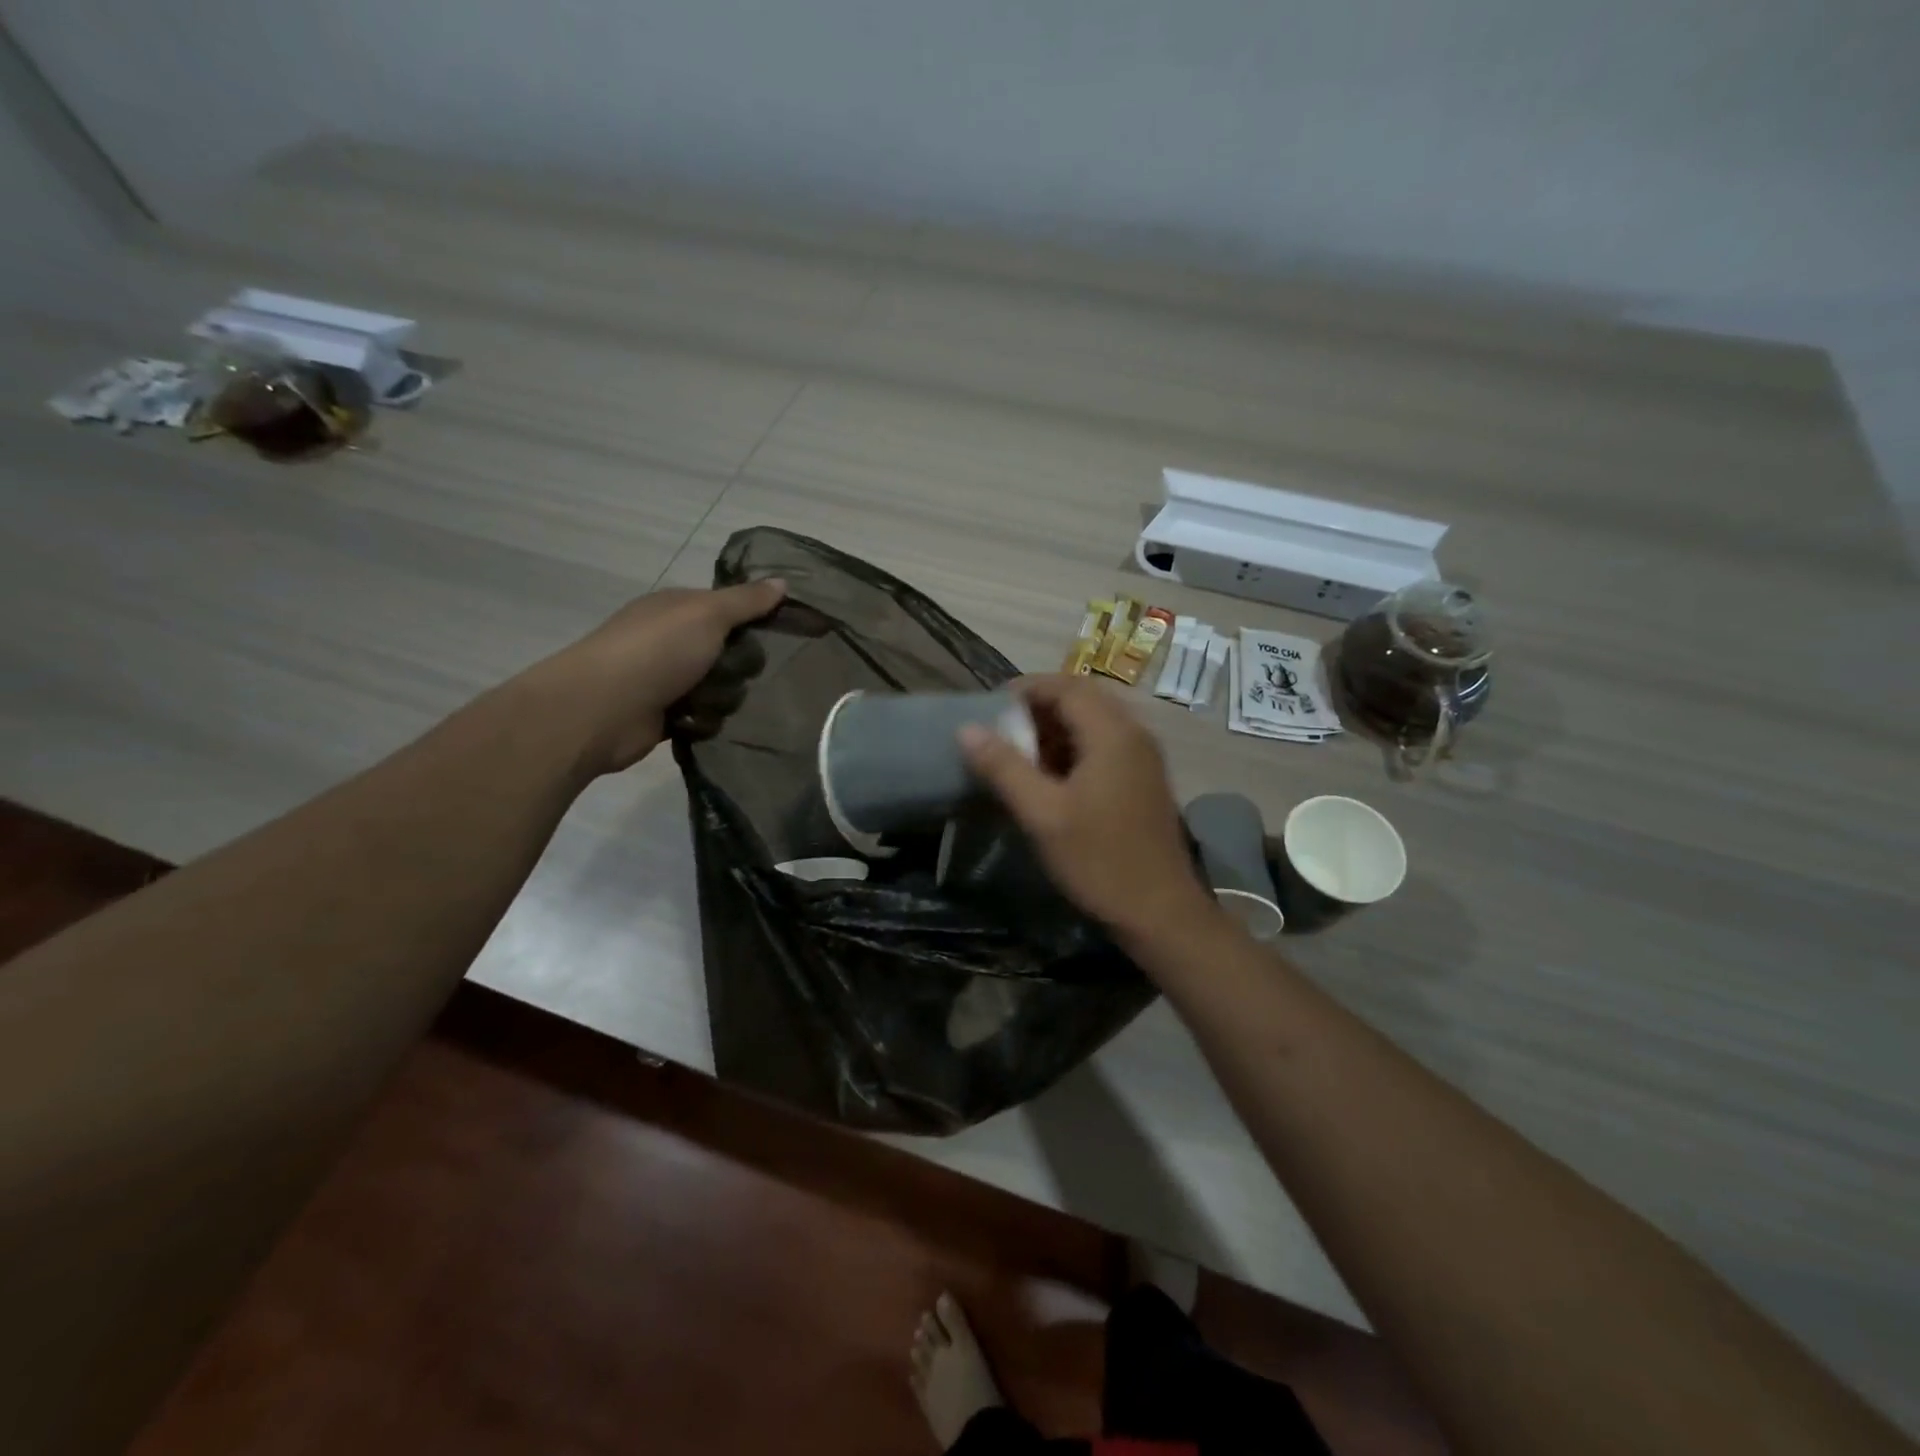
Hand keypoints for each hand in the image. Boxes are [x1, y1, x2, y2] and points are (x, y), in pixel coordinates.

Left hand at [533, 579, 785, 774]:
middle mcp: (670, 640)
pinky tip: (703, 722)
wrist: (603, 709)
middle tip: (743, 672)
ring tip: (715, 702)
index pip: (728, 608)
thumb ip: (747, 600)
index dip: (753, 618)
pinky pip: (705, 717)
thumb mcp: (708, 614)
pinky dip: (706, 721)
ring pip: (720, 687)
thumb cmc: (657, 650)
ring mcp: (665, 679)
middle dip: (741, 665)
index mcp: (677, 609)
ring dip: (724, 697)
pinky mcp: (665, 716)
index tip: (779, 632)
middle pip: (728, 651)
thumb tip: (783, 581)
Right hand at [958, 674, 1217, 946]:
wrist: (1160, 912)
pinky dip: (1073, 749)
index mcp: (1112, 733)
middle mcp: (1133, 735)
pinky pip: (1104, 746)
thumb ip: (1004, 767)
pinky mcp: (1143, 781)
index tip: (990, 707)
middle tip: (1001, 730)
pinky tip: (1050, 779)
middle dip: (1039, 708)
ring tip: (1018, 754)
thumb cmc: (1099, 860)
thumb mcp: (1042, 814)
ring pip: (1094, 723)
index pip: (1066, 686)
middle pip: (1082, 699)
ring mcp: (1143, 758)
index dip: (1026, 689)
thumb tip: (967, 729)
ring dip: (1055, 729)